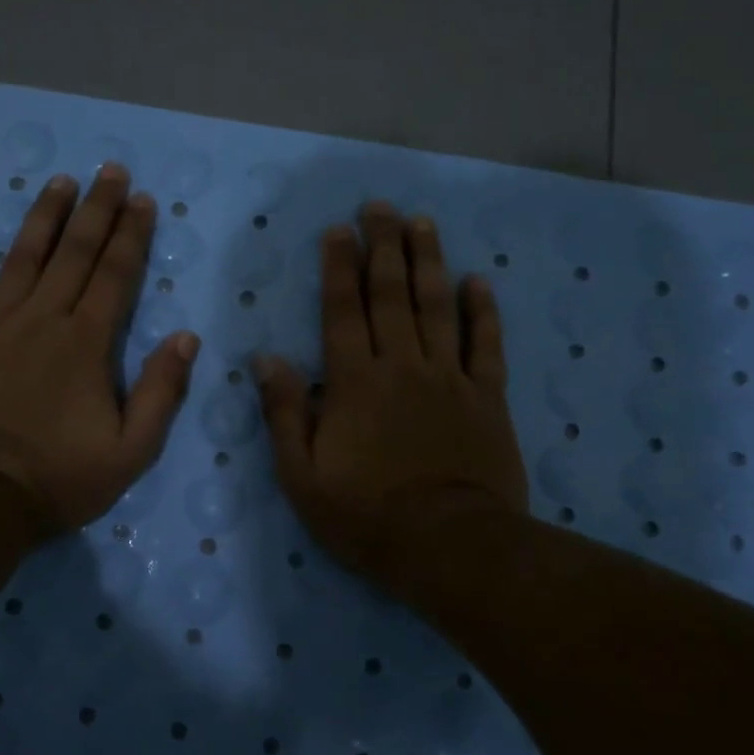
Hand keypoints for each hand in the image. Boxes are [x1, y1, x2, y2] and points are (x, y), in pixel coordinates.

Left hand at [0, 163, 199, 534]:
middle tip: (109, 170)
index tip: (141, 200)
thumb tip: (186, 337)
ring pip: (20, 260)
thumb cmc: (58, 478)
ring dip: (42, 219)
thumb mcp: (131, 450)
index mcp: (85, 343)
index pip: (115, 275)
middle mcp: (41, 321)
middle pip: (73, 254)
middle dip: (95, 209)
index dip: (131, 235)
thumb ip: (161, 392)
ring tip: (58, 183)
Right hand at [257, 203, 527, 588]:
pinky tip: (479, 281)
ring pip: (437, 307)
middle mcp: (401, 366)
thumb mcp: (302, 477)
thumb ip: (284, 414)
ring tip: (422, 223)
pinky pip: (485, 344)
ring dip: (429, 261)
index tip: (338, 230)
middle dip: (383, 247)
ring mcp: (448, 378)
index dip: (338, 268)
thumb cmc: (366, 517)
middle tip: (379, 207)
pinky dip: (482, 311)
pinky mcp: (487, 397)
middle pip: (391, 295)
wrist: (449, 547)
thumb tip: (267, 359)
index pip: (342, 311)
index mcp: (354, 383)